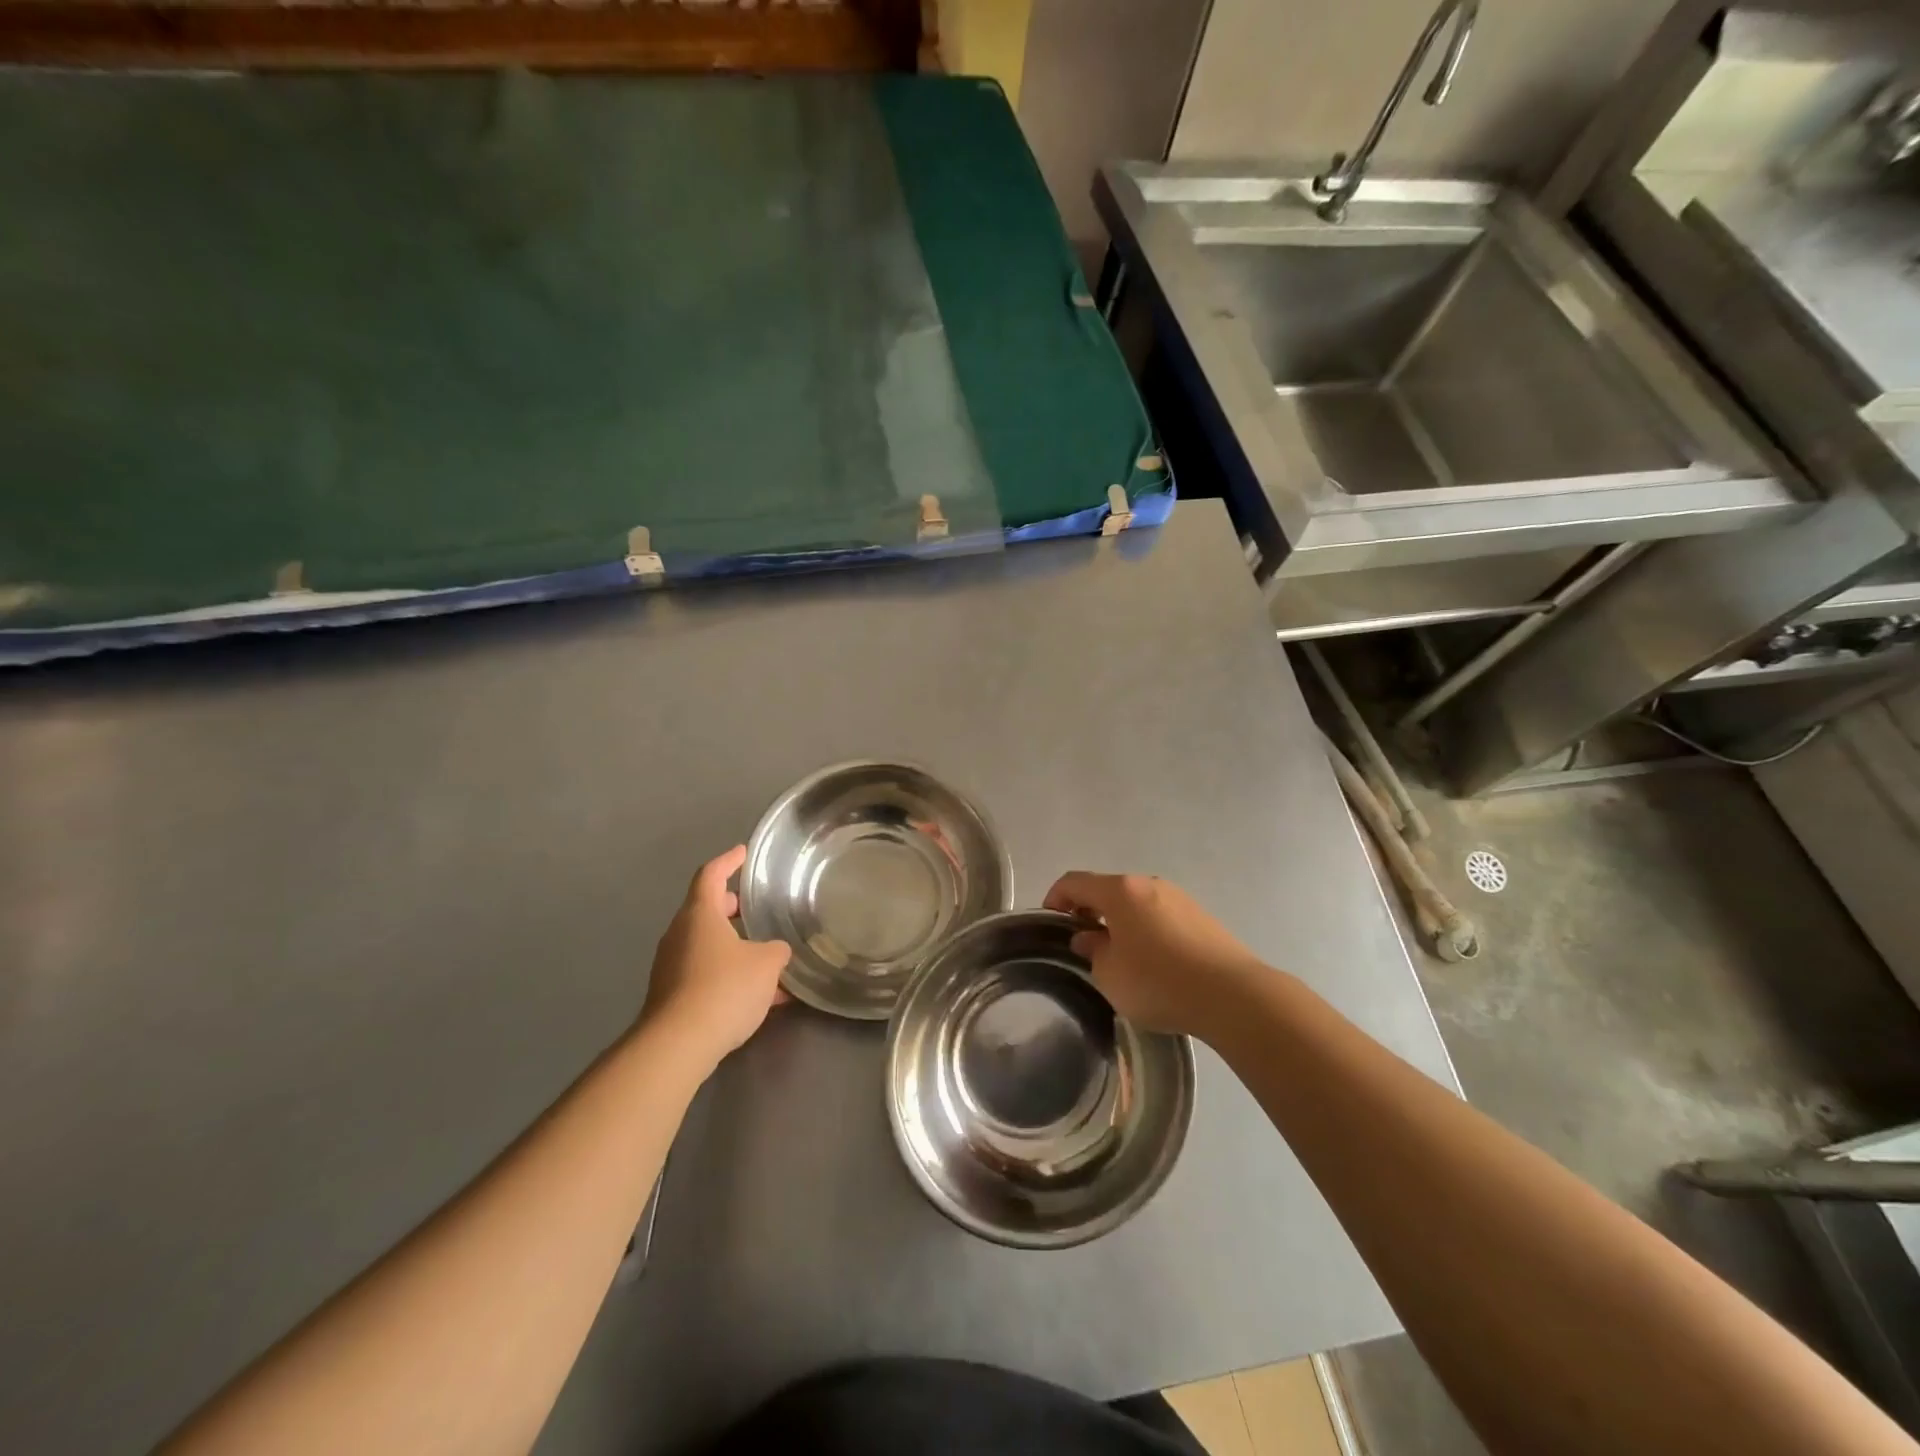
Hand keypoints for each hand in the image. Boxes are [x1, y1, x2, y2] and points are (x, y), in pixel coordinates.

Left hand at [639, 846, 791, 1067]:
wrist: (677, 1045)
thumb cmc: (724, 988)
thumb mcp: (766, 964)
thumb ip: (776, 950)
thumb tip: (775, 951)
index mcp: (700, 914)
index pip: (711, 875)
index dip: (729, 861)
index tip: (743, 853)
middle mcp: (680, 934)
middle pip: (706, 910)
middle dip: (732, 907)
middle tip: (755, 907)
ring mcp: (672, 966)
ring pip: (707, 945)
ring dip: (734, 946)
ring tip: (766, 957)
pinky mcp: (672, 996)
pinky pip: (705, 974)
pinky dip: (729, 975)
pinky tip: (759, 997)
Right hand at [1042, 872, 1266, 1037]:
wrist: (1233, 995)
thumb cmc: (1159, 982)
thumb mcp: (1110, 974)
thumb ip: (1093, 950)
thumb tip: (1089, 936)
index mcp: (1120, 891)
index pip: (1075, 882)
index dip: (1056, 897)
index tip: (1050, 920)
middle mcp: (1149, 884)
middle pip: (1108, 889)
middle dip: (1090, 910)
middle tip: (1082, 940)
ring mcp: (1179, 898)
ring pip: (1137, 903)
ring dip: (1120, 920)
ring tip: (1118, 954)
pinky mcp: (1201, 917)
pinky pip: (1161, 916)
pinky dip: (1146, 929)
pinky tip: (1152, 960)